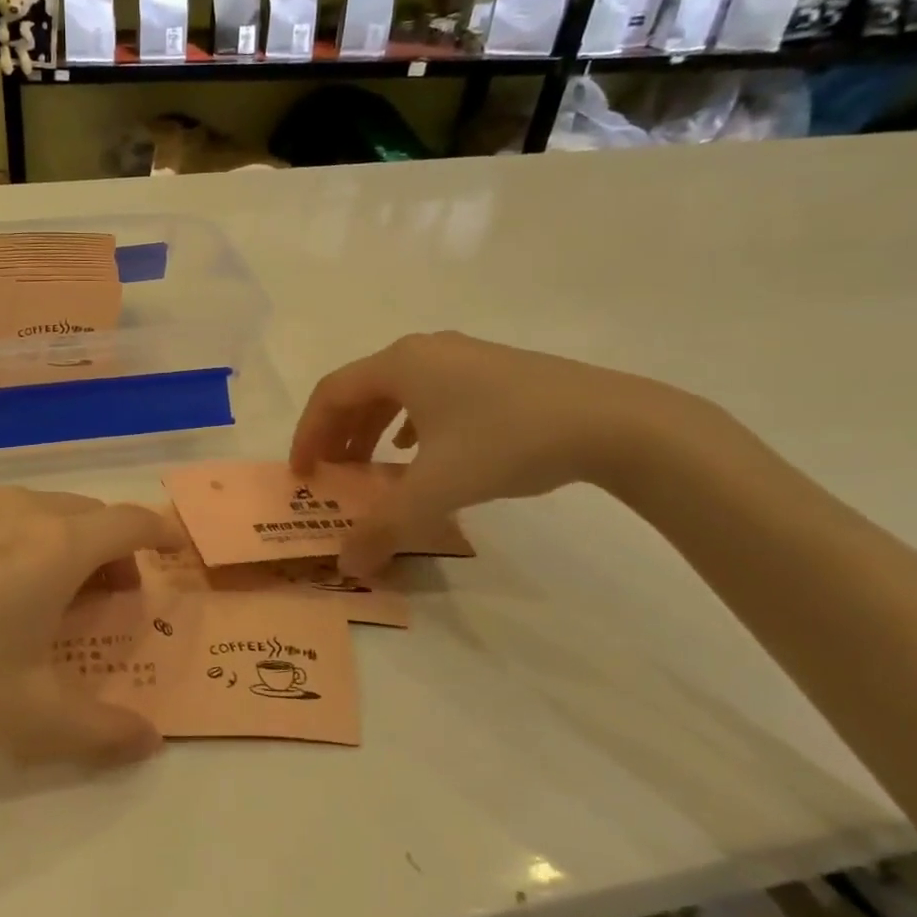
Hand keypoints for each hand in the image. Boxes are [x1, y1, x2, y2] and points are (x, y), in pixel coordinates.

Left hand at [0, 489, 185, 766]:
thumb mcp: (33, 718)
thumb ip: (104, 731)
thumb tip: (151, 742)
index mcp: (58, 545)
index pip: (131, 523)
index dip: (160, 534)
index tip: (174, 552)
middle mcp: (24, 510)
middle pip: (93, 515)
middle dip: (116, 551)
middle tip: (111, 600)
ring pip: (50, 511)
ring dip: (72, 543)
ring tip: (55, 596)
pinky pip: (8, 516)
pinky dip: (30, 538)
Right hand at [290, 332, 687, 573]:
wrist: (614, 422)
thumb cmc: (507, 442)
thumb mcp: (437, 490)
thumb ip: (384, 528)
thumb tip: (347, 565)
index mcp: (400, 364)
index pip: (331, 394)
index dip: (307, 433)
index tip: (302, 473)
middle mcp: (425, 351)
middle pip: (361, 389)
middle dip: (339, 434)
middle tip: (332, 473)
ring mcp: (464, 357)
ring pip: (397, 391)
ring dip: (372, 429)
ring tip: (370, 467)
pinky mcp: (495, 371)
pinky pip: (431, 393)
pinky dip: (410, 423)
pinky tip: (420, 450)